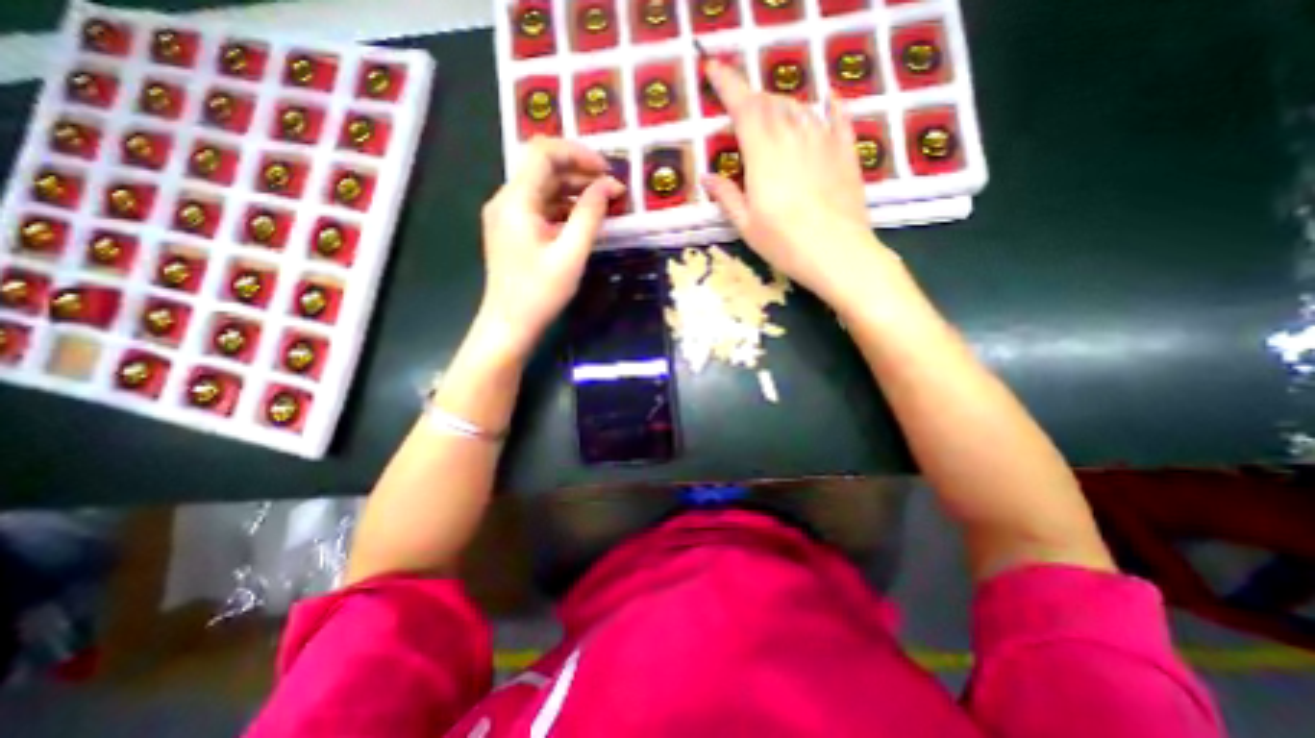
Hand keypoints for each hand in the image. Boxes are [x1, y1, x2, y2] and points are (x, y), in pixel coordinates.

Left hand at [479, 138, 625, 358]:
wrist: (510, 325)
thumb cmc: (540, 293)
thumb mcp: (571, 254)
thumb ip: (590, 215)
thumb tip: (609, 186)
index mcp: (515, 200)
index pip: (543, 153)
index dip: (578, 154)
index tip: (607, 170)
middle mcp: (506, 200)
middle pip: (543, 169)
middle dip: (580, 173)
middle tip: (612, 189)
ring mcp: (507, 216)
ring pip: (543, 188)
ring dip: (574, 191)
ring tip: (604, 204)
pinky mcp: (513, 230)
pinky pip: (541, 208)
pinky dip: (564, 208)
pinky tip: (584, 220)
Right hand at [697, 56, 893, 304]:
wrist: (837, 253)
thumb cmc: (784, 243)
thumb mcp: (746, 225)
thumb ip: (726, 196)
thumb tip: (706, 177)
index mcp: (763, 153)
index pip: (742, 105)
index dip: (726, 82)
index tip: (712, 67)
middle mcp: (793, 135)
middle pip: (771, 102)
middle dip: (752, 99)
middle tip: (741, 109)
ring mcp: (824, 140)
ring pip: (799, 107)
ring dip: (782, 105)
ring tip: (773, 115)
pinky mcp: (846, 151)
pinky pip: (838, 117)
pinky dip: (829, 106)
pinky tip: (827, 101)